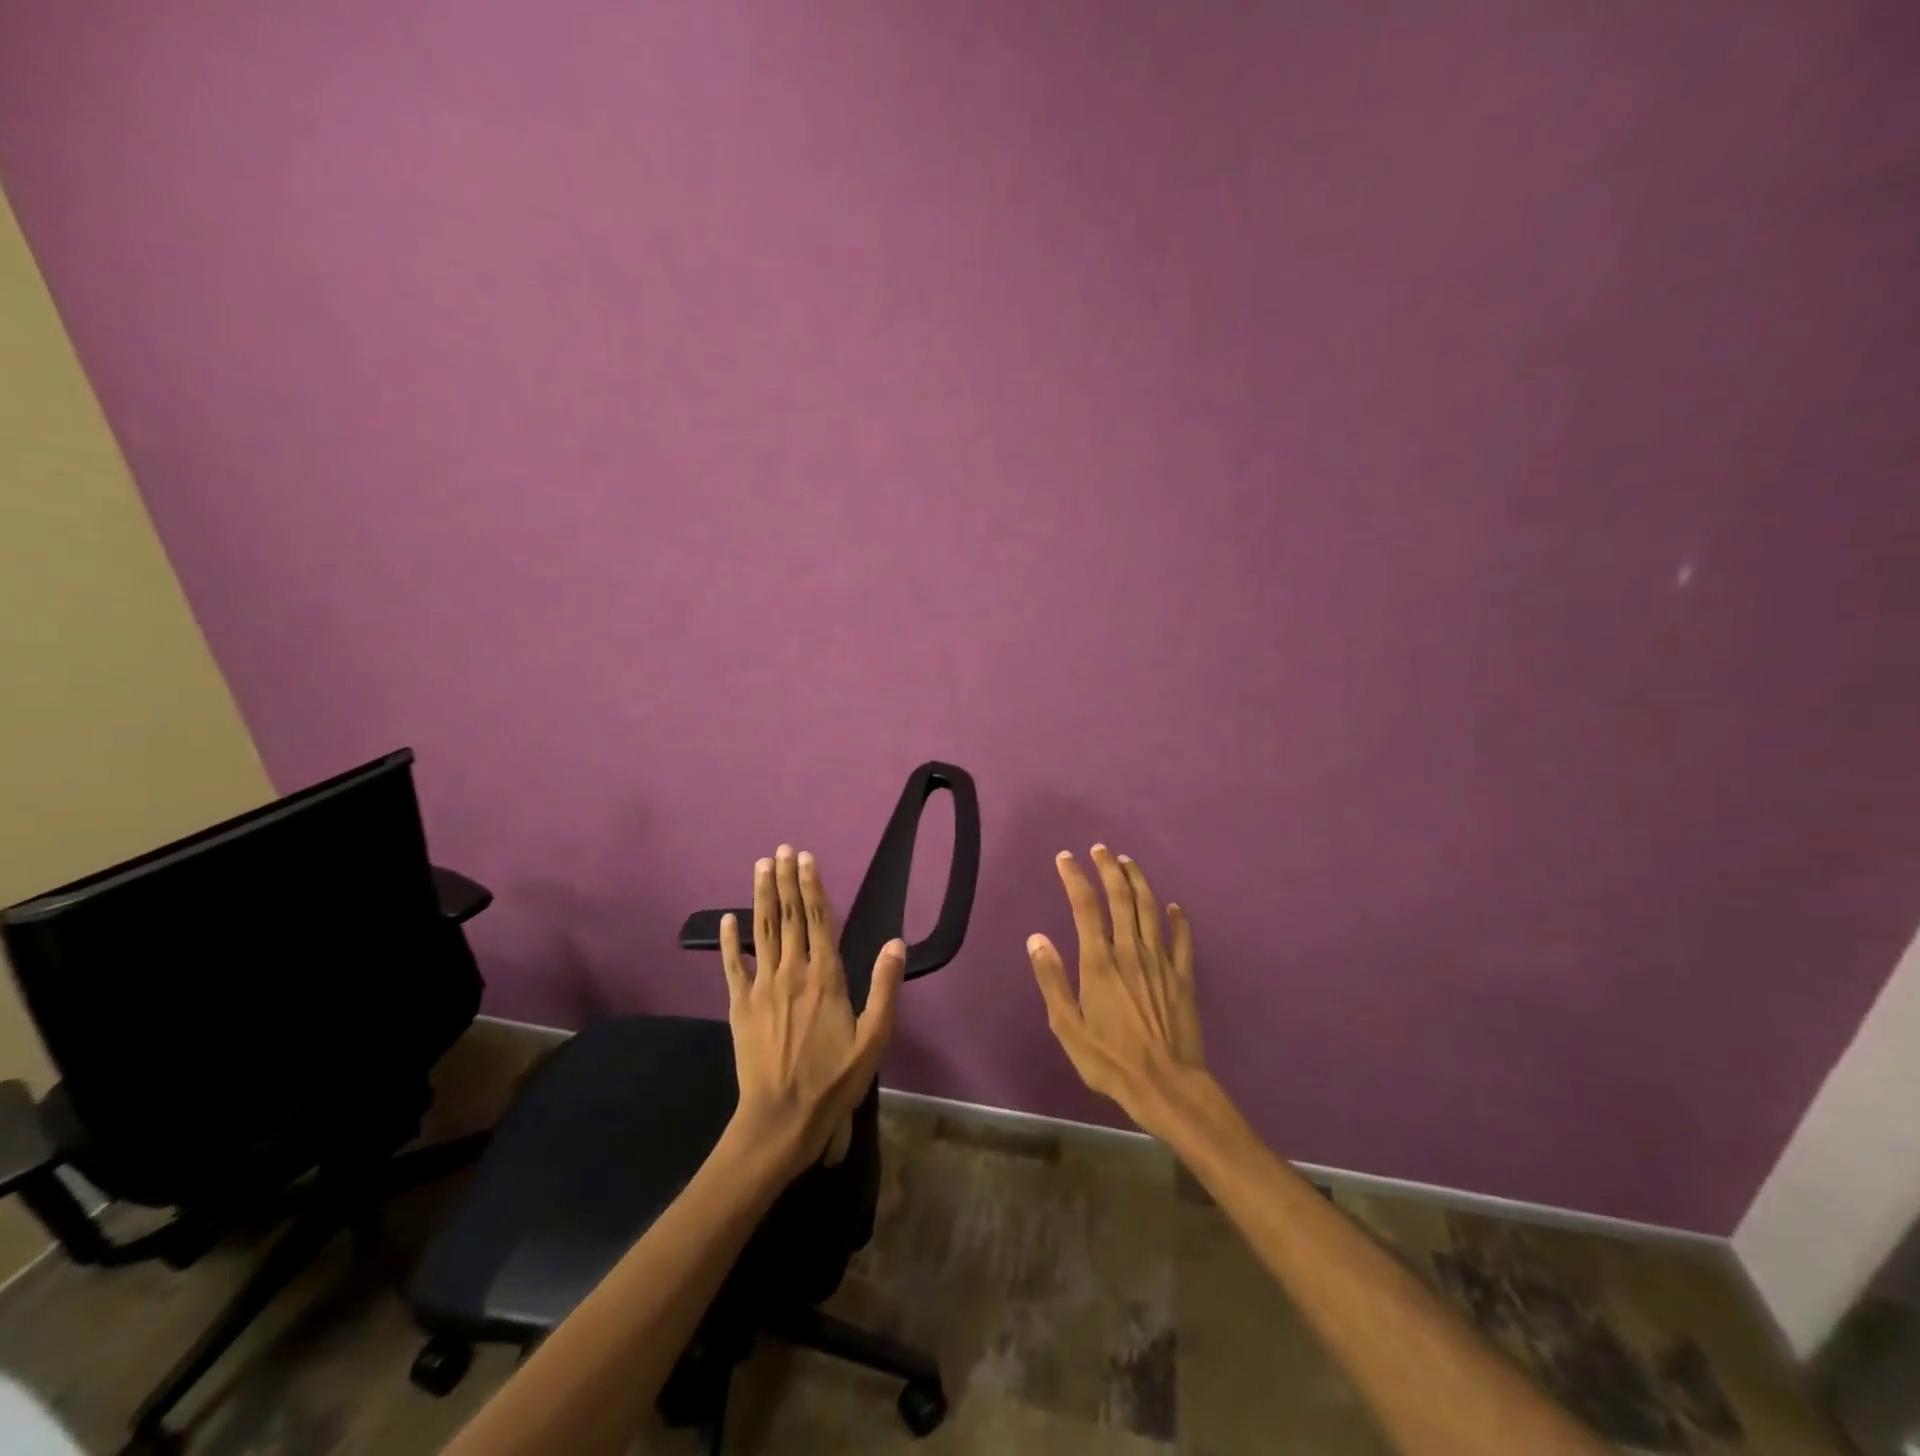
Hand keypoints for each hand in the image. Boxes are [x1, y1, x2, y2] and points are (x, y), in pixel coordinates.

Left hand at [719, 845, 905, 1176]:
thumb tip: (896, 943)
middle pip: (789, 916)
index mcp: (826, 976)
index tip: (806, 858)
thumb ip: (884, 988)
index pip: (820, 919)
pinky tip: (728, 918)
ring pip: (763, 931)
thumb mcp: (873, 1039)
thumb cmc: (834, 1080)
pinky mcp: (739, 1005)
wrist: (781, 1118)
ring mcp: (762, 987)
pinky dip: (729, 940)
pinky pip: (732, 965)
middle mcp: (792, 971)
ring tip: (760, 866)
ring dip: (762, 896)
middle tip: (781, 849)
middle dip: (785, 880)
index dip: (812, 885)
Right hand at [1028, 845, 1204, 1138]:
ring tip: (1128, 863)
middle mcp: (1130, 951)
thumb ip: (1051, 979)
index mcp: (1099, 961)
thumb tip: (1037, 938)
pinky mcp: (1183, 977)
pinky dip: (1178, 919)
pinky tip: (1174, 907)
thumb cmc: (1110, 1060)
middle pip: (1121, 897)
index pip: (1085, 906)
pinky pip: (1182, 940)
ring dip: (1139, 882)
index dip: (1075, 877)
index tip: (1066, 858)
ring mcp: (1160, 962)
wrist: (1166, 1086)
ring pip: (1150, 909)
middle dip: (1109, 868)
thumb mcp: (1067, 1026)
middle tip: (1099, 849)